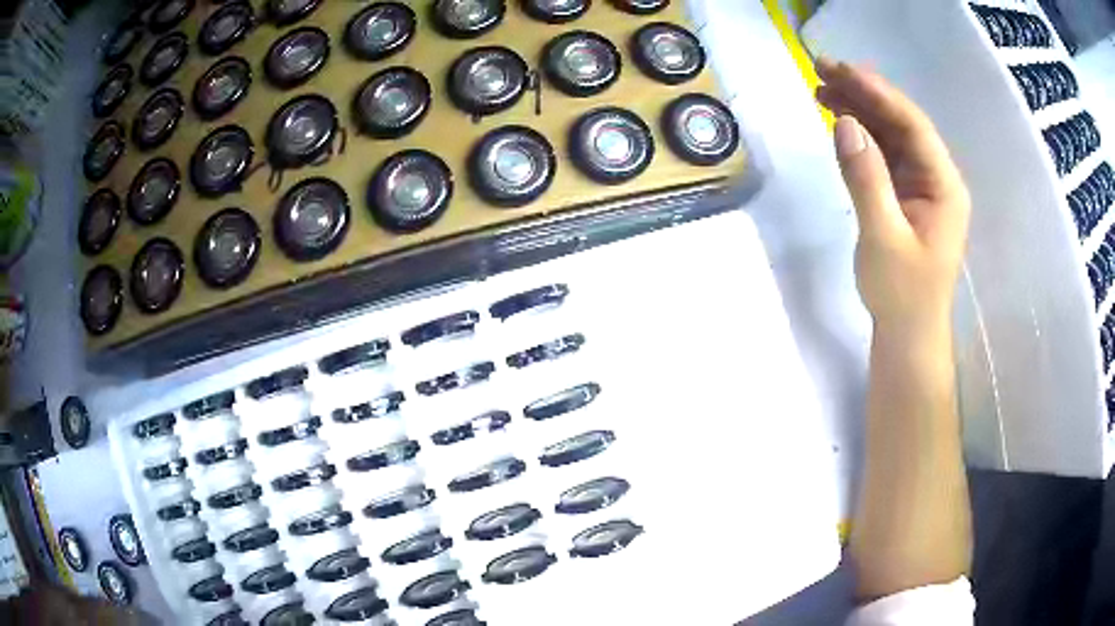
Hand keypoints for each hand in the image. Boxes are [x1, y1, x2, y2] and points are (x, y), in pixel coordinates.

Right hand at [815, 58, 970, 332]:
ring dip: (859, 110)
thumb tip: (844, 123)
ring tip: (822, 89)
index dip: (878, 93)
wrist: (908, 335)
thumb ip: (866, 178)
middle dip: (864, 94)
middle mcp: (937, 177)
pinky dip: (861, 136)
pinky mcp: (906, 195)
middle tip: (822, 69)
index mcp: (944, 186)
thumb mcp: (883, 237)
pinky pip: (884, 154)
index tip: (842, 69)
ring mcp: (921, 185)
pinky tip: (839, 121)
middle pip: (901, 122)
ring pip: (891, 134)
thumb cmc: (903, 294)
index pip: (912, 125)